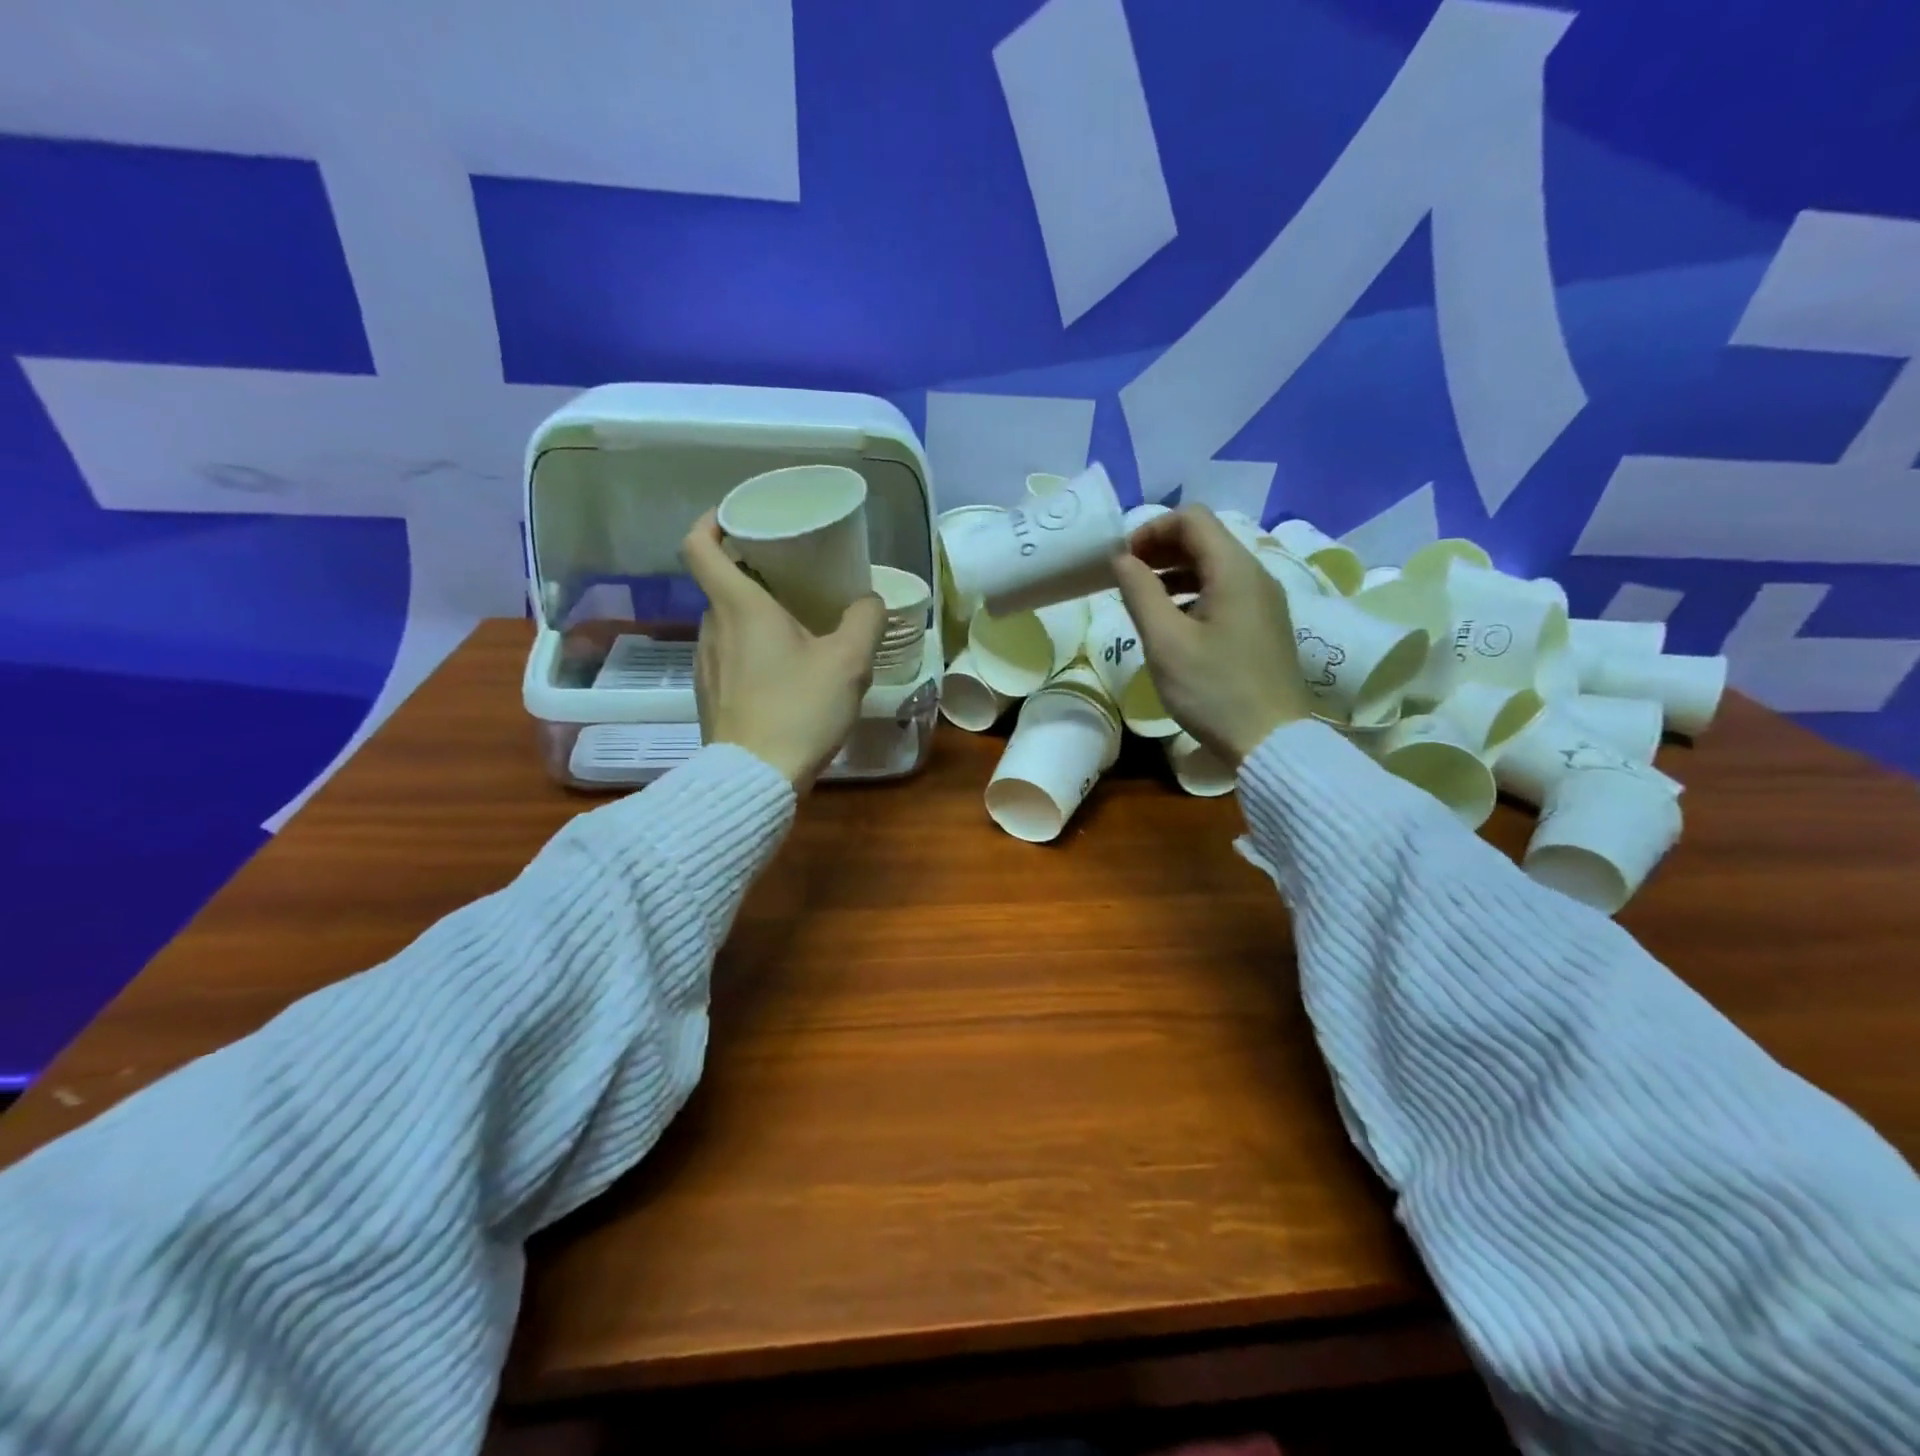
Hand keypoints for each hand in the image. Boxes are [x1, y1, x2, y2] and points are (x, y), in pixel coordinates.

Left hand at [680, 513, 886, 791]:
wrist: (756, 777)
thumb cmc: (799, 709)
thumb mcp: (849, 662)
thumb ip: (864, 620)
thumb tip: (868, 601)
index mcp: (739, 606)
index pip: (700, 545)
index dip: (712, 521)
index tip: (738, 518)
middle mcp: (712, 627)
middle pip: (722, 584)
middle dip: (755, 575)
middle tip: (794, 578)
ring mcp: (705, 664)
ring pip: (727, 623)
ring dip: (756, 617)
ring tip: (796, 629)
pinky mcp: (707, 695)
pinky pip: (728, 656)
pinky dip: (751, 650)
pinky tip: (783, 675)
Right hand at [1112, 505, 1310, 766]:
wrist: (1272, 742)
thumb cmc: (1214, 690)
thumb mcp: (1166, 642)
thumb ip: (1140, 592)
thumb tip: (1121, 558)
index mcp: (1234, 570)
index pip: (1192, 519)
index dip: (1151, 529)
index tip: (1122, 560)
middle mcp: (1256, 575)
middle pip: (1205, 539)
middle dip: (1161, 549)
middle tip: (1126, 577)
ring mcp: (1265, 602)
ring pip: (1215, 567)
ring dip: (1175, 572)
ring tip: (1143, 599)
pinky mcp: (1264, 626)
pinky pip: (1226, 592)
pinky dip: (1194, 594)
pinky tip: (1173, 624)